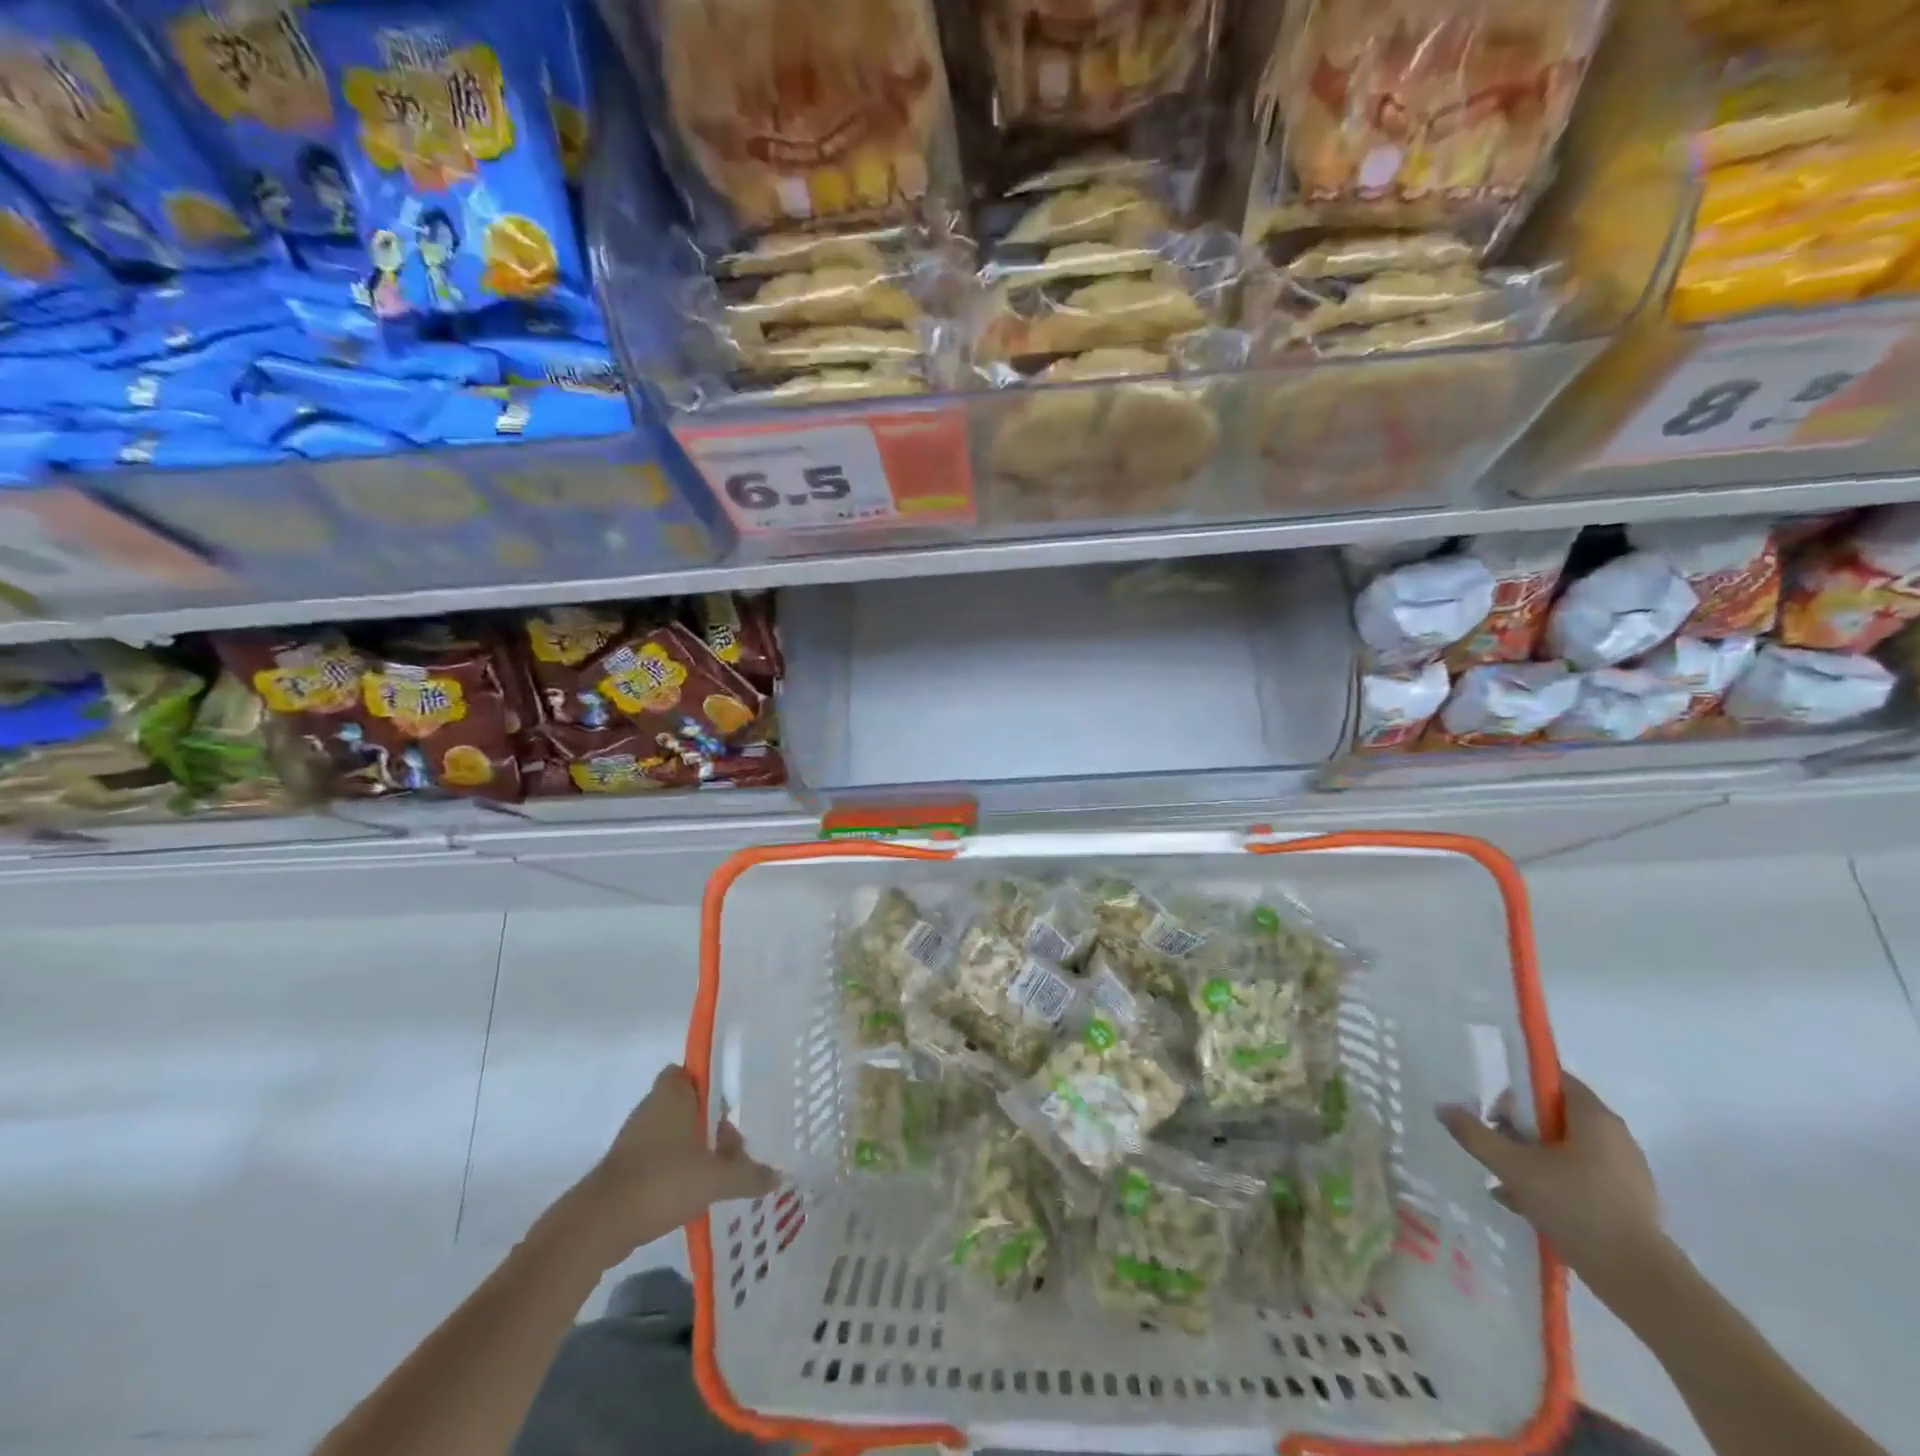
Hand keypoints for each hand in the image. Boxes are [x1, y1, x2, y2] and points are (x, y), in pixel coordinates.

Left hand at [570, 1065, 779, 1263]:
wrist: (600, 1223)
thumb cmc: (663, 1180)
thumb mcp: (716, 1179)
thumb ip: (748, 1175)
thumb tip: (778, 1177)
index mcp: (673, 1094)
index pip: (691, 1071)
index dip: (711, 1082)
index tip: (732, 1101)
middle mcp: (651, 1107)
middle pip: (685, 1103)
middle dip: (708, 1120)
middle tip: (734, 1141)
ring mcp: (633, 1138)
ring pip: (671, 1131)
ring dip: (692, 1147)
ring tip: (719, 1169)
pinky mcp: (623, 1167)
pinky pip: (657, 1157)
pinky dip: (673, 1169)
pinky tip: (693, 1190)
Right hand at [1439, 1074, 1669, 1296]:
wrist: (1639, 1281)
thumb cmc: (1576, 1208)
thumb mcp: (1513, 1167)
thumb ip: (1476, 1134)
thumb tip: (1443, 1108)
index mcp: (1594, 1117)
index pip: (1552, 1080)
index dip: (1519, 1091)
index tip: (1499, 1117)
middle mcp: (1615, 1136)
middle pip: (1555, 1115)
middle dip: (1520, 1130)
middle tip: (1500, 1152)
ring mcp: (1626, 1170)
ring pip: (1566, 1148)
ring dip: (1533, 1158)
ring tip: (1509, 1184)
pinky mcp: (1628, 1199)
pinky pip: (1581, 1175)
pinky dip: (1554, 1180)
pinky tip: (1530, 1204)